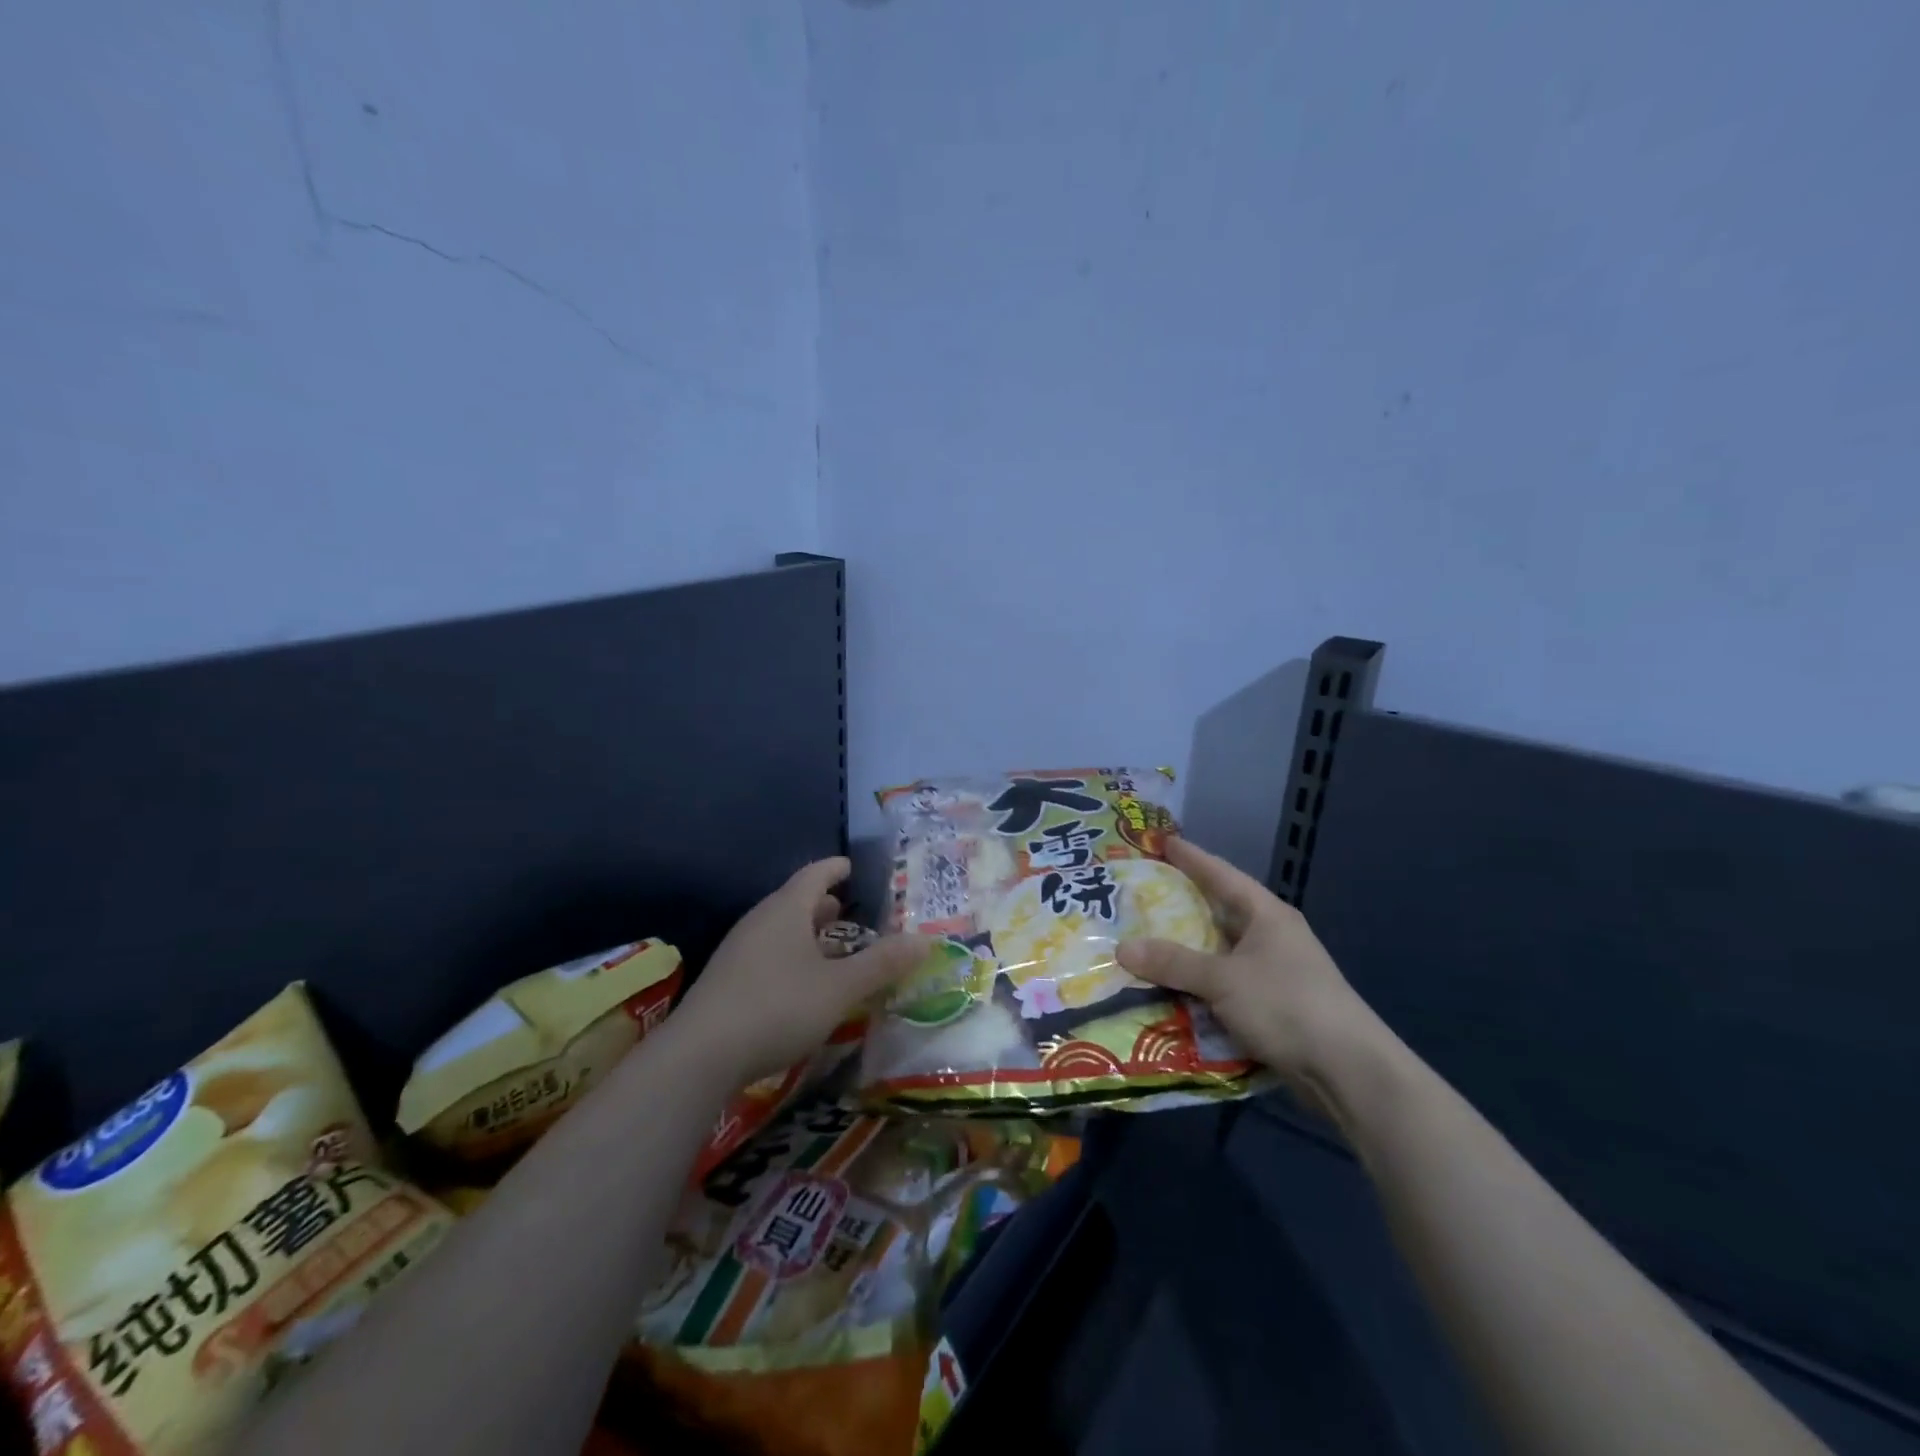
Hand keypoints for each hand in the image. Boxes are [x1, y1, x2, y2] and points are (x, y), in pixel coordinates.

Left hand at [673, 857, 924, 1083]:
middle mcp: (759, 921)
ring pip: (779, 930)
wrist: (699, 1056)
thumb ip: (881, 964)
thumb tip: (925, 940)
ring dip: (806, 933)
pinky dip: (790, 956)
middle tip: (848, 909)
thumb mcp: (840, 988)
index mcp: (786, 910)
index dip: (835, 869)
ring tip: (830, 946)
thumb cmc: (778, 1007)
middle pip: (794, 901)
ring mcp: (738, 951)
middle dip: (822, 904)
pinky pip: (766, 954)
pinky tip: (800, 983)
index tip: (852, 867)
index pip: (814, 875)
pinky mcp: (726, 981)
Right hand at [1116, 837, 1383, 1089]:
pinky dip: (1200, 986)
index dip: (1191, 858)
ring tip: (1144, 945)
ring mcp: (1274, 972)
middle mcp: (1271, 937)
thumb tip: (1123, 948)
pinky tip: (1170, 992)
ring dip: (1187, 953)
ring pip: (1220, 953)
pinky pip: (1225, 986)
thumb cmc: (1287, 1005)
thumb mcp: (1224, 979)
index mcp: (1266, 915)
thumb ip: (1173, 963)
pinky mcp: (1273, 1006)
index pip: (1221, 875)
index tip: (1162, 842)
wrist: (1349, 1071)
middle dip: (1181, 908)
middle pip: (1219, 913)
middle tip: (1141, 897)